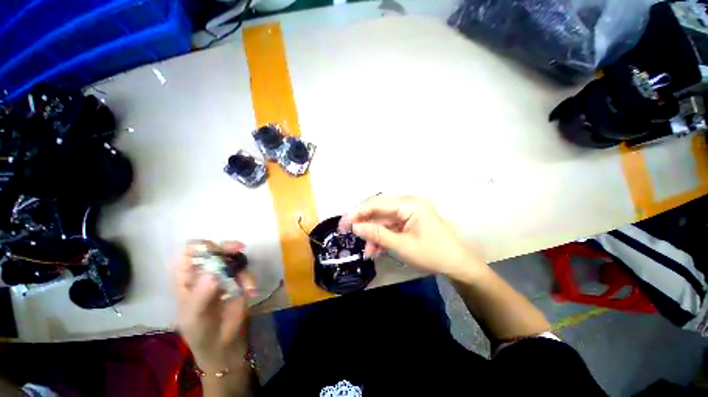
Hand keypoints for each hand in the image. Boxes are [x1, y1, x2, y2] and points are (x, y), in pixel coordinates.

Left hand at [172, 240, 256, 372]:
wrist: (222, 342)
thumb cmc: (199, 329)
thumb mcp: (194, 316)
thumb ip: (201, 295)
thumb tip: (213, 274)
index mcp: (186, 277)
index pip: (189, 252)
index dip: (200, 247)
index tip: (213, 249)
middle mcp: (205, 271)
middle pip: (215, 249)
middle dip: (227, 247)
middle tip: (238, 248)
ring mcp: (224, 274)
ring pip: (233, 257)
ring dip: (242, 265)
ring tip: (248, 285)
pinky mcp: (240, 280)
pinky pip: (246, 271)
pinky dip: (250, 280)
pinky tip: (251, 292)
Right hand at [339, 195, 482, 278]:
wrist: (458, 264)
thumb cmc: (432, 254)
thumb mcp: (402, 246)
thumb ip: (377, 235)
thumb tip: (355, 227)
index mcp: (410, 204)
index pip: (378, 203)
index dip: (359, 212)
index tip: (344, 223)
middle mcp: (409, 203)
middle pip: (379, 209)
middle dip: (364, 223)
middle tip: (348, 232)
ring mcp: (409, 212)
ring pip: (383, 219)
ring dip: (373, 234)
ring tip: (367, 250)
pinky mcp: (409, 221)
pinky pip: (391, 226)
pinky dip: (382, 236)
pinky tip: (376, 249)